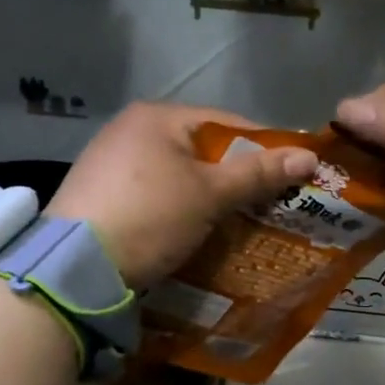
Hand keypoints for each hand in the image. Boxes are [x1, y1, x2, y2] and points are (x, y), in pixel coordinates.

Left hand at [47, 103, 318, 287]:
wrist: (74, 268)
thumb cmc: (150, 216)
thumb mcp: (210, 194)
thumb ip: (258, 173)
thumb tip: (309, 156)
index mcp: (157, 116)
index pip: (227, 123)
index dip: (265, 147)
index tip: (293, 174)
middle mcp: (130, 130)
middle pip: (202, 149)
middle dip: (236, 177)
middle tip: (270, 203)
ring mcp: (110, 162)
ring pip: (178, 174)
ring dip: (208, 196)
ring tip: (238, 222)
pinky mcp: (99, 194)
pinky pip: (155, 194)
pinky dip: (179, 208)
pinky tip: (194, 231)